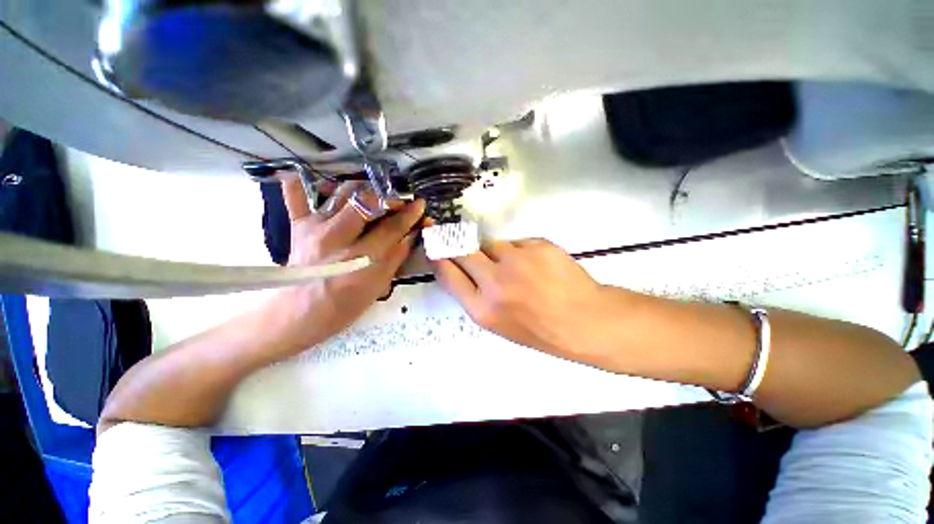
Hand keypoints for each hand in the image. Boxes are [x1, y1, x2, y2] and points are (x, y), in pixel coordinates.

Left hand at [274, 178, 424, 350]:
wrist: (299, 314)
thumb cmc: (344, 305)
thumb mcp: (379, 285)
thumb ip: (397, 256)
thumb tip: (412, 234)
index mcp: (361, 258)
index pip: (392, 228)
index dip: (409, 214)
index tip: (420, 203)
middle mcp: (337, 237)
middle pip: (367, 202)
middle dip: (388, 197)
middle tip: (398, 202)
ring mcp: (314, 227)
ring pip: (342, 193)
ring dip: (363, 189)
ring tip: (374, 195)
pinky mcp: (297, 225)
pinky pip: (296, 196)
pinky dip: (301, 183)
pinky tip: (313, 177)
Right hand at [431, 239, 615, 364]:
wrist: (584, 321)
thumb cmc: (539, 329)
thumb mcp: (498, 323)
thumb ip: (474, 295)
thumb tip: (459, 268)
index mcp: (482, 309)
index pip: (447, 273)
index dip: (438, 256)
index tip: (435, 244)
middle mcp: (495, 282)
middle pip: (462, 250)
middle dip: (460, 246)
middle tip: (464, 245)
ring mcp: (517, 261)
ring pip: (492, 244)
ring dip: (496, 253)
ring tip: (517, 268)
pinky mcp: (537, 245)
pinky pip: (517, 243)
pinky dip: (521, 251)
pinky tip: (536, 266)